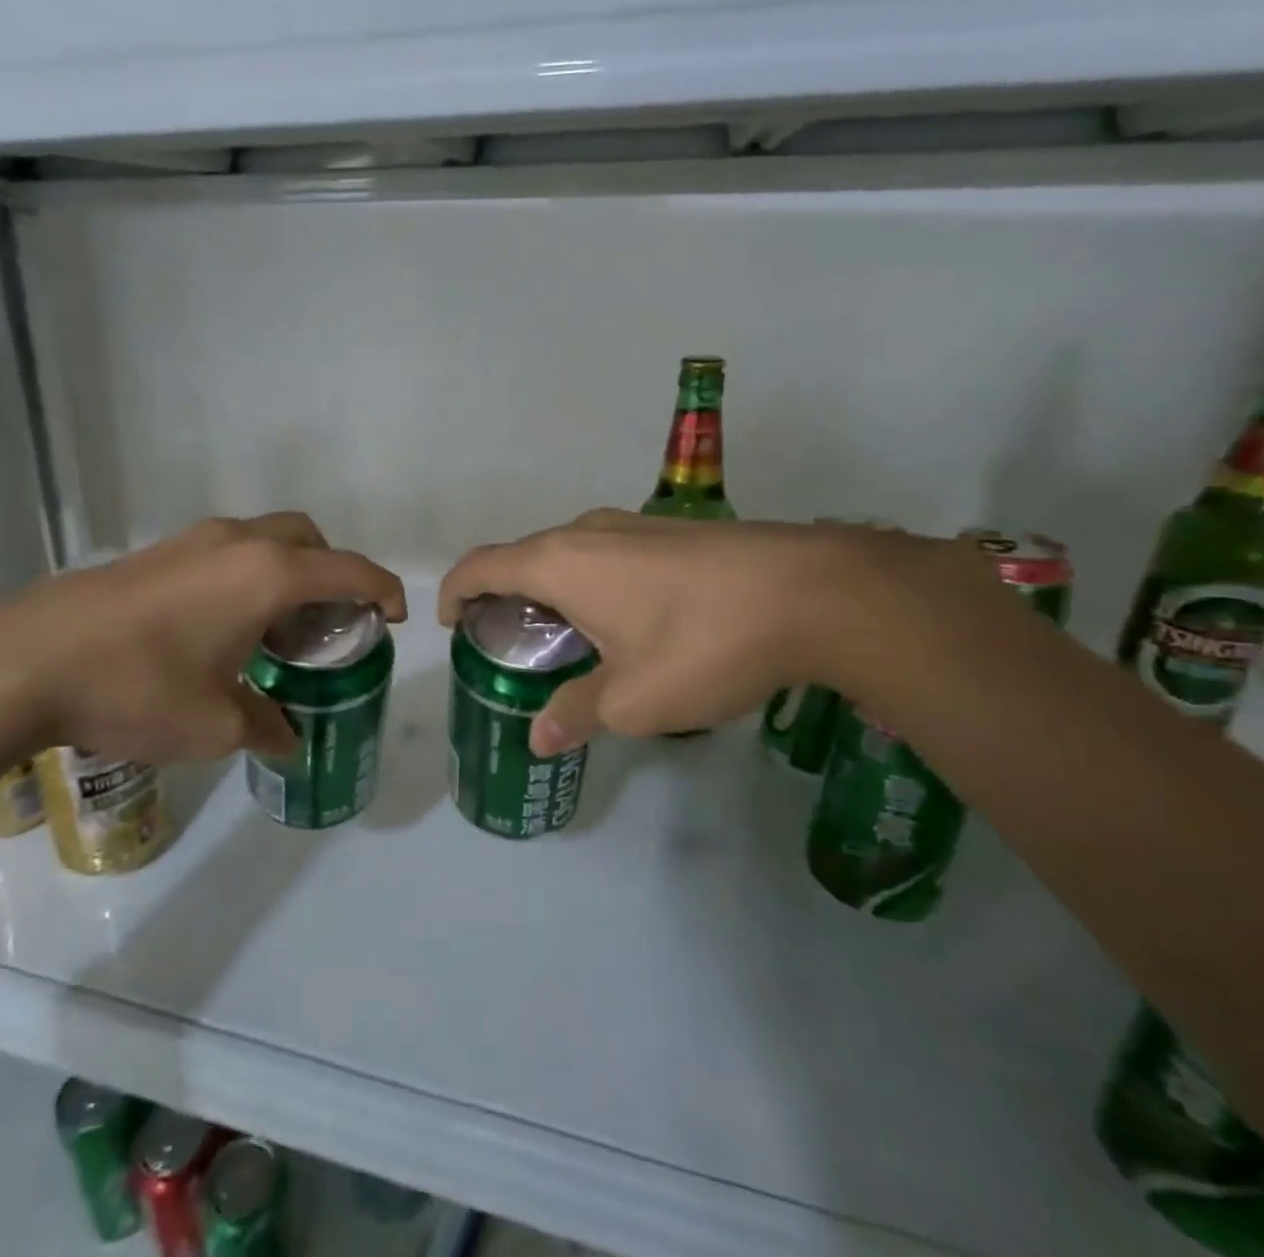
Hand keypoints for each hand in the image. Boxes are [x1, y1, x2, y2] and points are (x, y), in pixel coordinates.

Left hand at [0, 513, 405, 767]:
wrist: (24, 661)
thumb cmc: (138, 688)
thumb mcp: (214, 724)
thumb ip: (264, 726)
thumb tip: (287, 738)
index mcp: (267, 574)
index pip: (350, 570)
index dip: (383, 590)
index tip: (396, 617)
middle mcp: (236, 543)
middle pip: (309, 538)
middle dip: (332, 572)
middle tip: (328, 622)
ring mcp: (190, 542)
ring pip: (263, 539)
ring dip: (285, 570)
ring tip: (274, 627)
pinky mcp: (153, 553)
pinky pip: (223, 551)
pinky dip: (245, 574)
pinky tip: (219, 626)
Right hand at [438, 510, 926, 754]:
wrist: (812, 592)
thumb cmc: (701, 644)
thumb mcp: (632, 699)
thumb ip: (576, 714)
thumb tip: (539, 739)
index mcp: (559, 563)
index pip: (481, 566)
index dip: (454, 592)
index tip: (450, 624)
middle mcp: (586, 531)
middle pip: (522, 556)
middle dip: (504, 597)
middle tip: (511, 645)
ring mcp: (633, 525)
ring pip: (568, 553)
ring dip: (551, 589)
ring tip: (567, 638)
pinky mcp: (672, 531)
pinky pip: (607, 553)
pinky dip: (591, 582)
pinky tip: (625, 621)